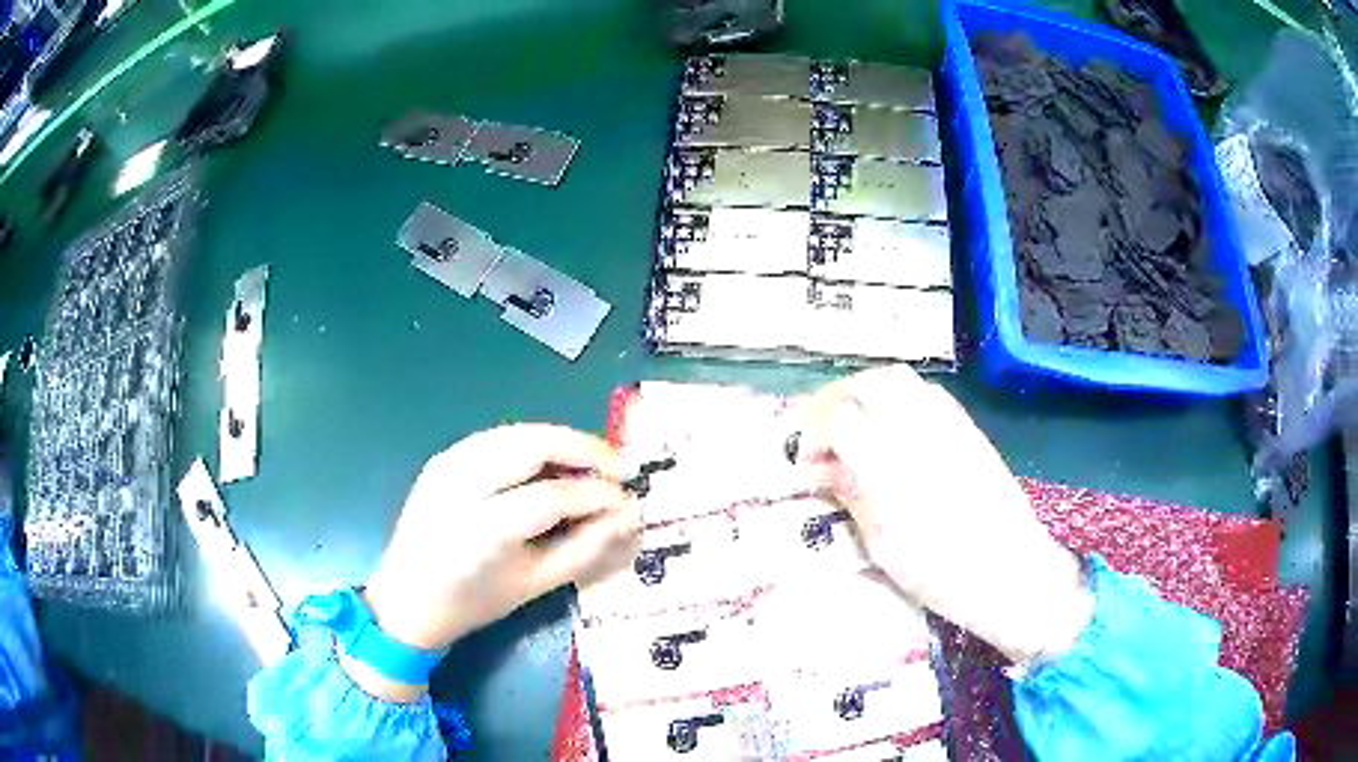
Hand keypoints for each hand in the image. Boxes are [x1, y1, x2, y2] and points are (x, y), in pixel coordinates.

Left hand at [347, 425, 640, 700]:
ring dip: (561, 440)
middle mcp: (460, 487)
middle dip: (584, 449)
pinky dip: (532, 441)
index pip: (552, 497)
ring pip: (517, 432)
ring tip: (593, 462)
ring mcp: (446, 466)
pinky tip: (553, 460)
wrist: (407, 599)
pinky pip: (497, 437)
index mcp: (481, 532)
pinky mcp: (442, 458)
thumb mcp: (534, 586)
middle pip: (532, 445)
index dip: (597, 494)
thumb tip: (628, 517)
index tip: (630, 499)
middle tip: (620, 467)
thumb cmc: (472, 603)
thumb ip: (584, 549)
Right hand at [798, 366, 1092, 664]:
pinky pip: (926, 391)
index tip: (807, 461)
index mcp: (889, 462)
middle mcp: (917, 428)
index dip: (813, 432)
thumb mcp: (882, 544)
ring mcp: (947, 422)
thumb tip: (823, 468)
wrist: (1010, 571)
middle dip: (834, 400)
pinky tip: (894, 427)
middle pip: (865, 384)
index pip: (837, 416)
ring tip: (855, 423)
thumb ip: (851, 494)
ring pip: (897, 378)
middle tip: (822, 432)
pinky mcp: (967, 427)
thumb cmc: (940, 572)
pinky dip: (899, 397)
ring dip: (865, 391)